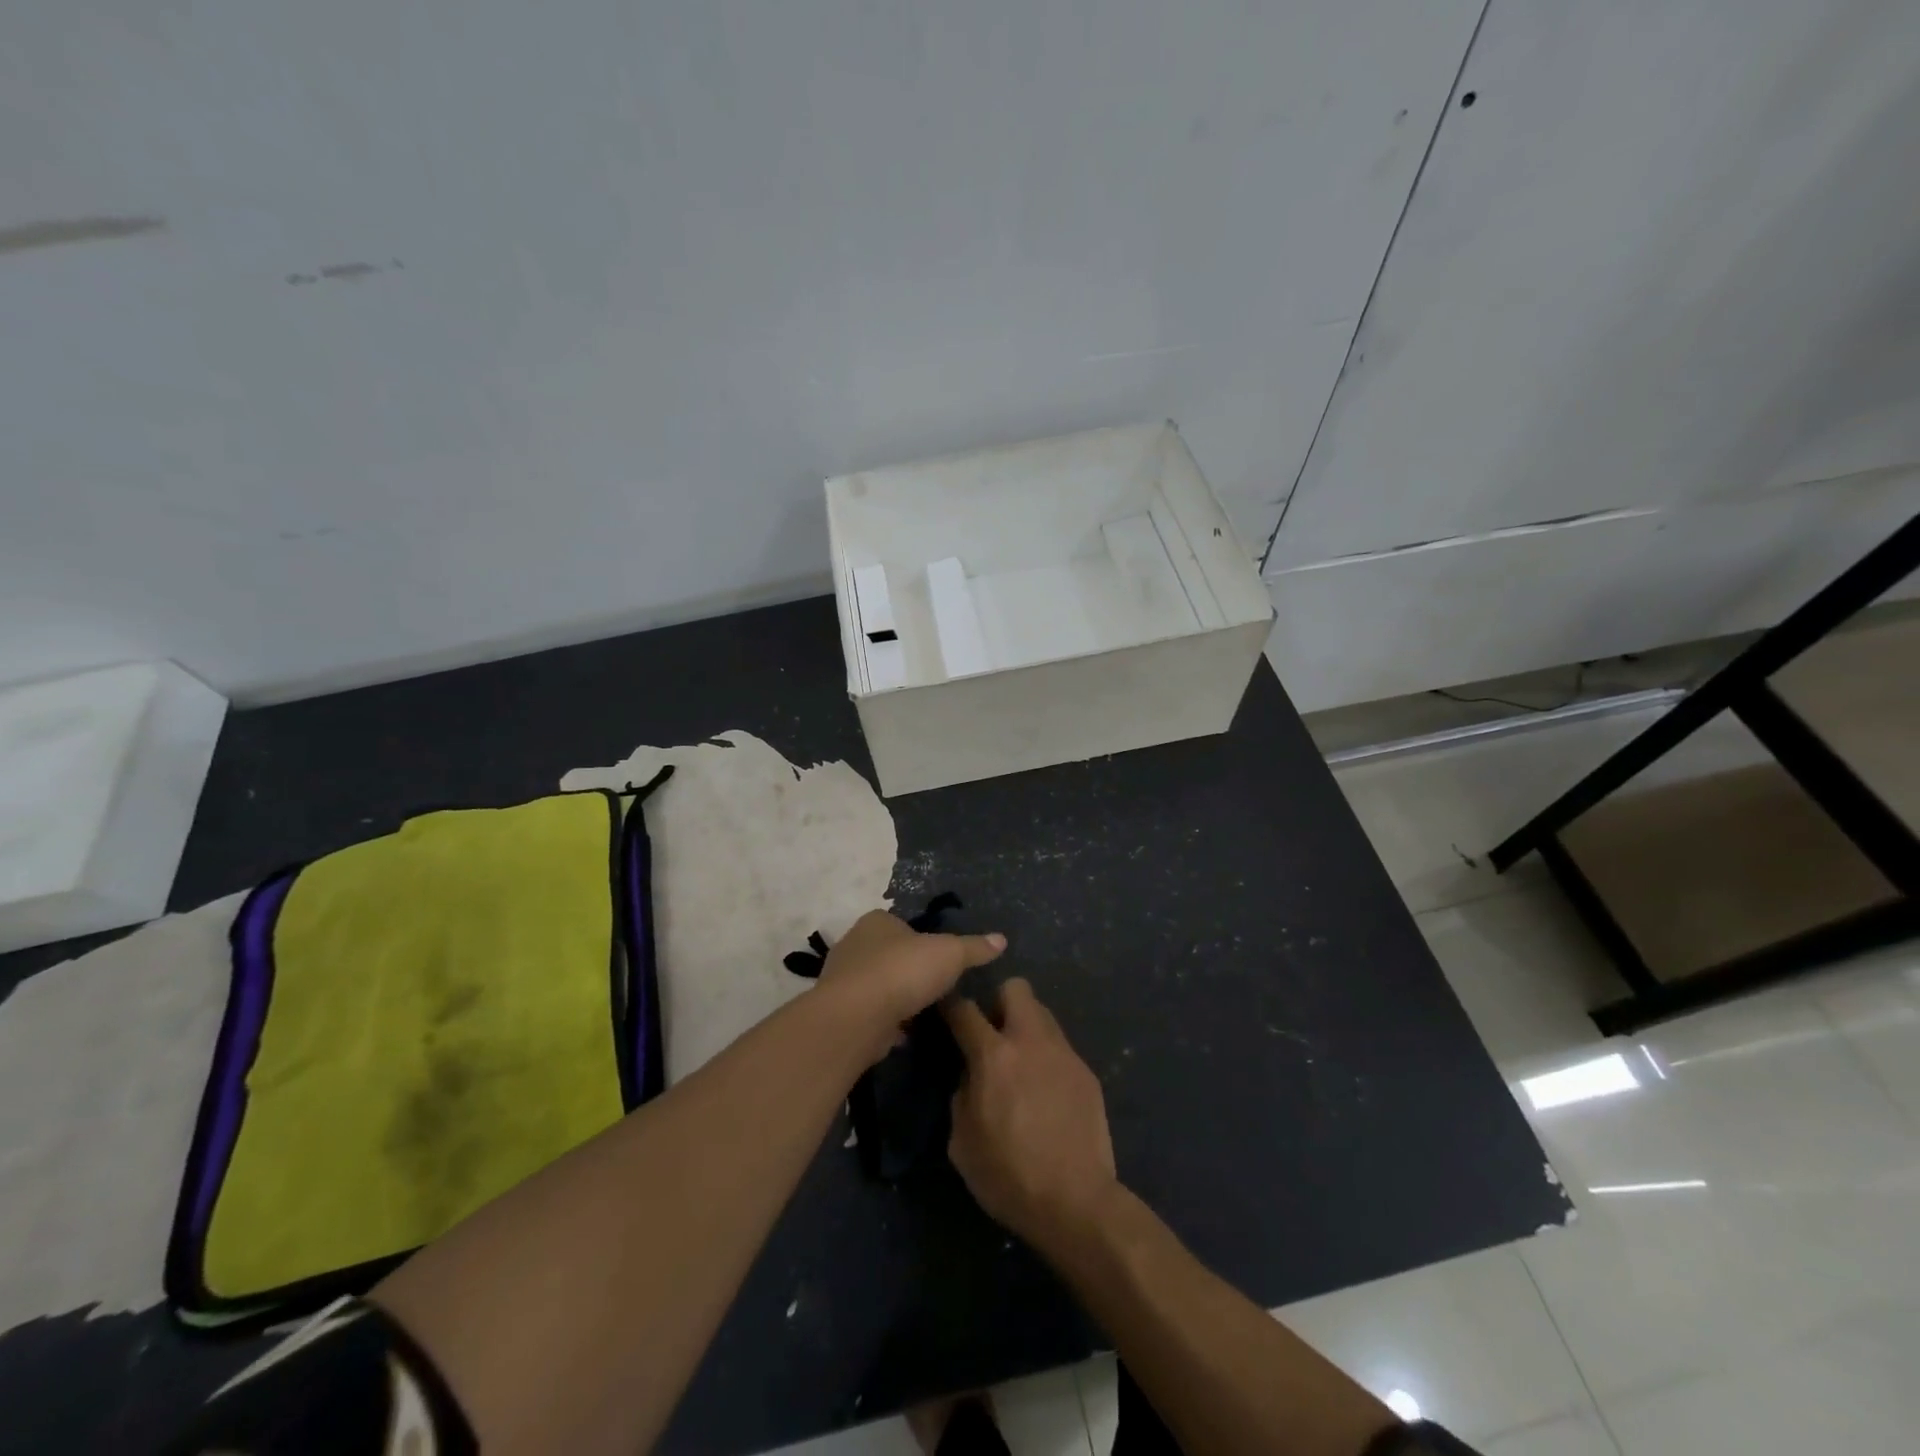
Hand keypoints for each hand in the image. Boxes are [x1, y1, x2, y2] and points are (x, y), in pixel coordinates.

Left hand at [819, 910, 1005, 1052]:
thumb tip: (1001, 939)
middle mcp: (855, 944)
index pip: (903, 925)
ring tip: (924, 1013)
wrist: (856, 1018)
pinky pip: (870, 1014)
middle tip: (936, 988)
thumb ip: (975, 947)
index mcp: (877, 921)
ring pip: (879, 985)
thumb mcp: (950, 954)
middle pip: (890, 955)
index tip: (942, 960)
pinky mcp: (840, 1012)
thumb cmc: (903, 972)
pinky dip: (886, 1022)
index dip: (923, 940)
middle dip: (910, 971)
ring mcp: (843, 979)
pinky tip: (904, 1035)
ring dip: (897, 998)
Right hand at [944, 980, 1118, 1252]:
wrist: (1077, 1201)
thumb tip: (971, 1076)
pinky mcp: (1086, 1072)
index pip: (964, 1009)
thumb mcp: (961, 1142)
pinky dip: (1047, 1058)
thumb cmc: (1009, 1175)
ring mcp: (1063, 1053)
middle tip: (992, 1034)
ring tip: (1021, 1063)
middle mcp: (1030, 1041)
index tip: (944, 1008)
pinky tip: (1046, 1093)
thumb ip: (962, 1094)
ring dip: (1026, 1027)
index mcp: (994, 1056)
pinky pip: (1060, 1048)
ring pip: (1042, 1013)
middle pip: (1015, 988)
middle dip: (998, 1001)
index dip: (949, 1004)